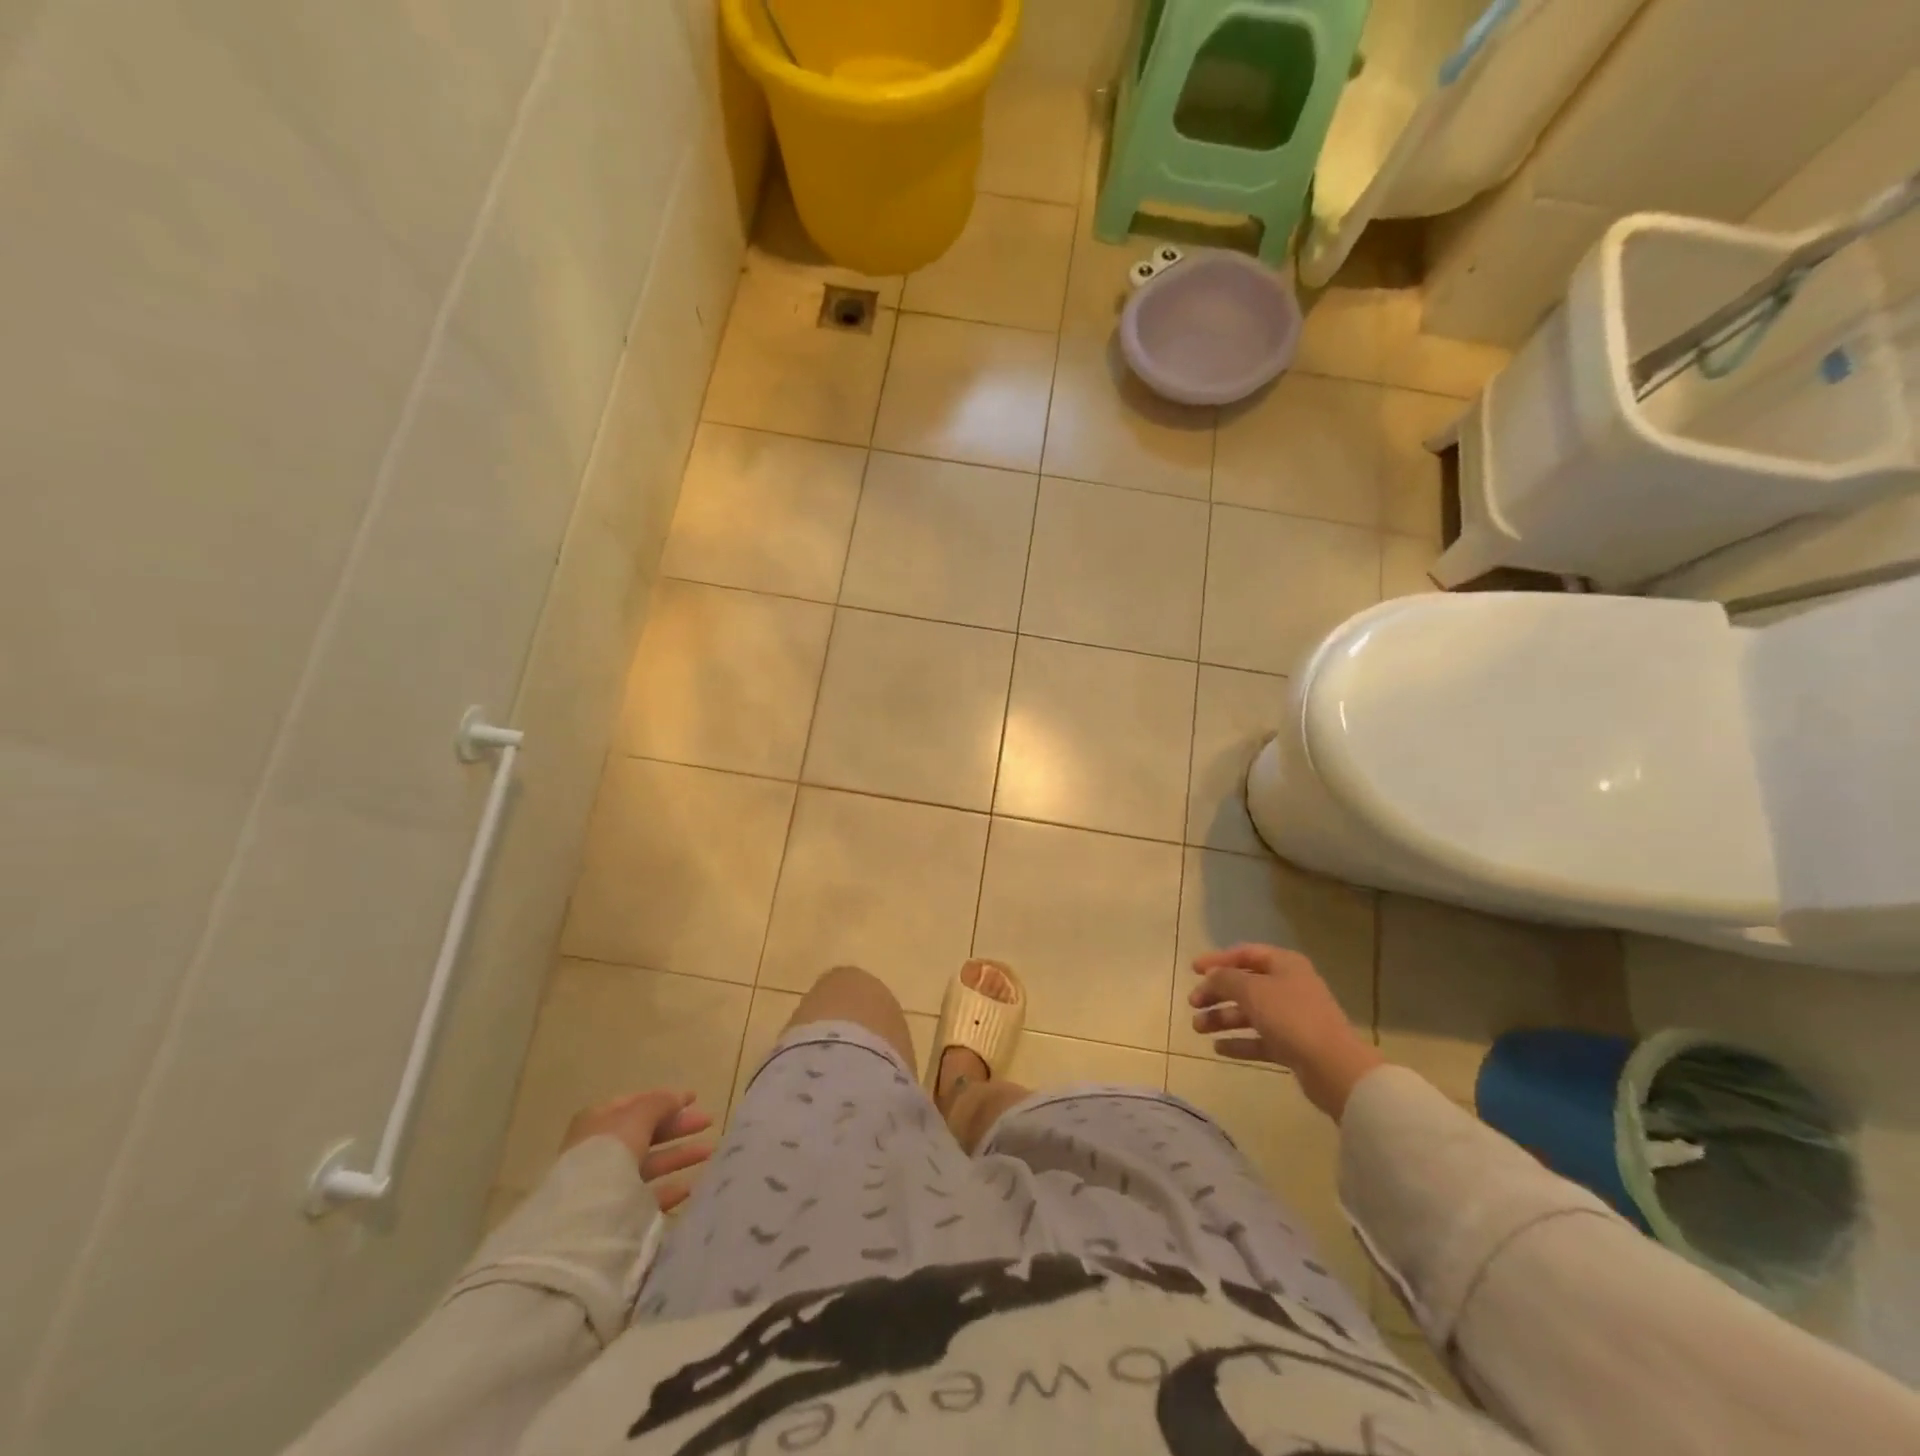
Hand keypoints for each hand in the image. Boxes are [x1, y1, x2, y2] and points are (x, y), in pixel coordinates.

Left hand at [562, 1090, 713, 1211]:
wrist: (583, 1217)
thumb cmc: (608, 1153)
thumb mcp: (637, 1116)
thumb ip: (660, 1103)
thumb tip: (679, 1097)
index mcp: (599, 1121)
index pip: (636, 1104)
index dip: (665, 1099)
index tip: (694, 1099)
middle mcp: (601, 1149)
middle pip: (646, 1132)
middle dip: (678, 1127)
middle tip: (708, 1122)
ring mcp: (607, 1183)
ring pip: (650, 1163)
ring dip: (679, 1155)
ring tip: (709, 1152)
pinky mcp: (616, 1213)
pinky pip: (647, 1195)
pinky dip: (669, 1188)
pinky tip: (690, 1186)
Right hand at [1189, 944, 1384, 1117]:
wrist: (1333, 1068)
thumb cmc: (1291, 1017)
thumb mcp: (1252, 991)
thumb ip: (1225, 979)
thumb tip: (1211, 976)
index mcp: (1284, 964)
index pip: (1245, 954)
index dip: (1218, 959)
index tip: (1193, 970)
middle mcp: (1289, 986)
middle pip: (1245, 984)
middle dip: (1216, 993)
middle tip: (1193, 1003)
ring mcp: (1292, 1018)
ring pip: (1250, 1013)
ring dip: (1222, 1018)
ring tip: (1198, 1028)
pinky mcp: (1293, 1046)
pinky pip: (1259, 1039)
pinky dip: (1239, 1042)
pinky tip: (1218, 1048)